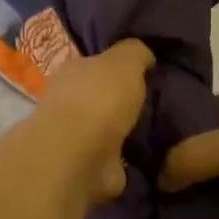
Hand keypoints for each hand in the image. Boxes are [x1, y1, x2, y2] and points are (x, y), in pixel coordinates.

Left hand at [34, 41, 154, 203]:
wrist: (80, 155)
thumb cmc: (100, 99)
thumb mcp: (126, 61)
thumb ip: (135, 53)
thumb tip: (145, 56)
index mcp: (72, 70)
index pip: (95, 62)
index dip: (116, 66)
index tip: (142, 72)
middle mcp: (67, 100)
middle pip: (97, 96)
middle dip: (118, 100)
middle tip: (151, 102)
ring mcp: (73, 136)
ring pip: (103, 127)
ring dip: (120, 131)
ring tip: (152, 130)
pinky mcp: (84, 166)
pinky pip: (109, 157)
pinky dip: (122, 157)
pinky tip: (143, 155)